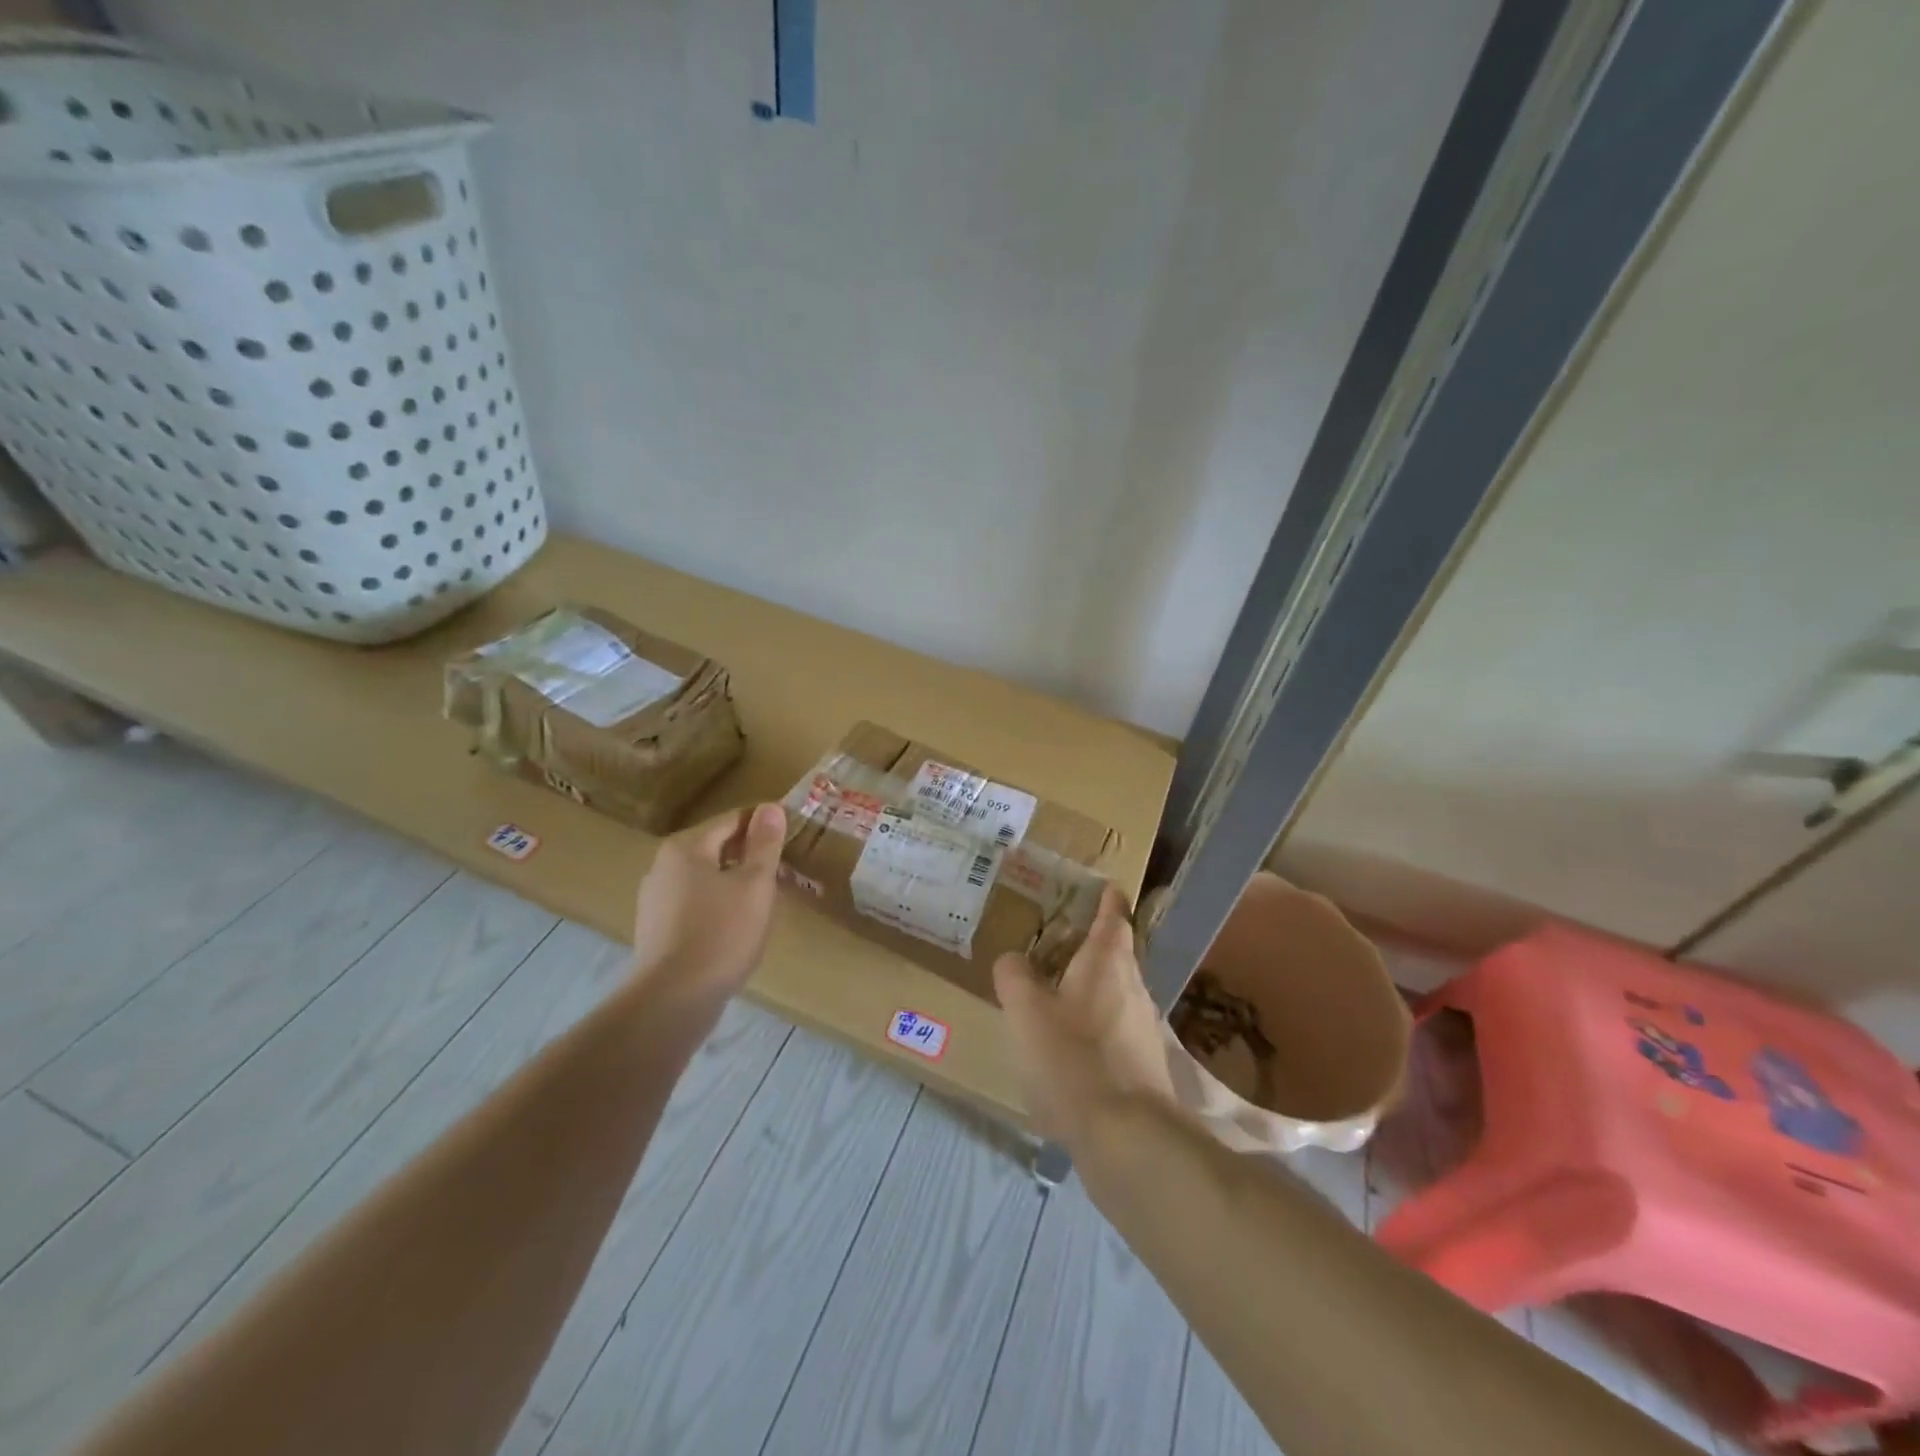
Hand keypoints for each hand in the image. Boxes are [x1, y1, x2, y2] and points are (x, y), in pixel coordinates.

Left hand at [631, 803, 786, 1002]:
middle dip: (752, 856)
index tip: (793, 835)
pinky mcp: (657, 930)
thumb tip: (770, 807)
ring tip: (766, 902)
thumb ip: (764, 844)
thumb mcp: (755, 884)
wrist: (673, 1000)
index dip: (766, 824)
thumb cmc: (721, 933)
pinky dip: (720, 906)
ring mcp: (656, 900)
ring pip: (707, 878)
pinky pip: (696, 904)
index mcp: (686, 848)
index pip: (733, 820)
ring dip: (737, 882)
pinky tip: (738, 928)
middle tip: (785, 871)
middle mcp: (663, 866)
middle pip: (717, 848)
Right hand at [993, 885, 1174, 1148]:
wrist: (1126, 1138)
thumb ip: (1014, 976)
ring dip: (1094, 989)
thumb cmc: (1072, 1058)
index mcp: (1108, 962)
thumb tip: (1013, 960)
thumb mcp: (1026, 1010)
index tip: (1106, 887)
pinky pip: (1117, 1031)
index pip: (1113, 917)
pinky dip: (1096, 1028)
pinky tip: (1072, 1050)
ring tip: (1060, 995)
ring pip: (1118, 995)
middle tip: (1063, 943)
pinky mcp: (1146, 1067)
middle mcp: (1134, 988)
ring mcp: (1145, 1029)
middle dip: (1094, 946)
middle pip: (1118, 956)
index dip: (1108, 900)